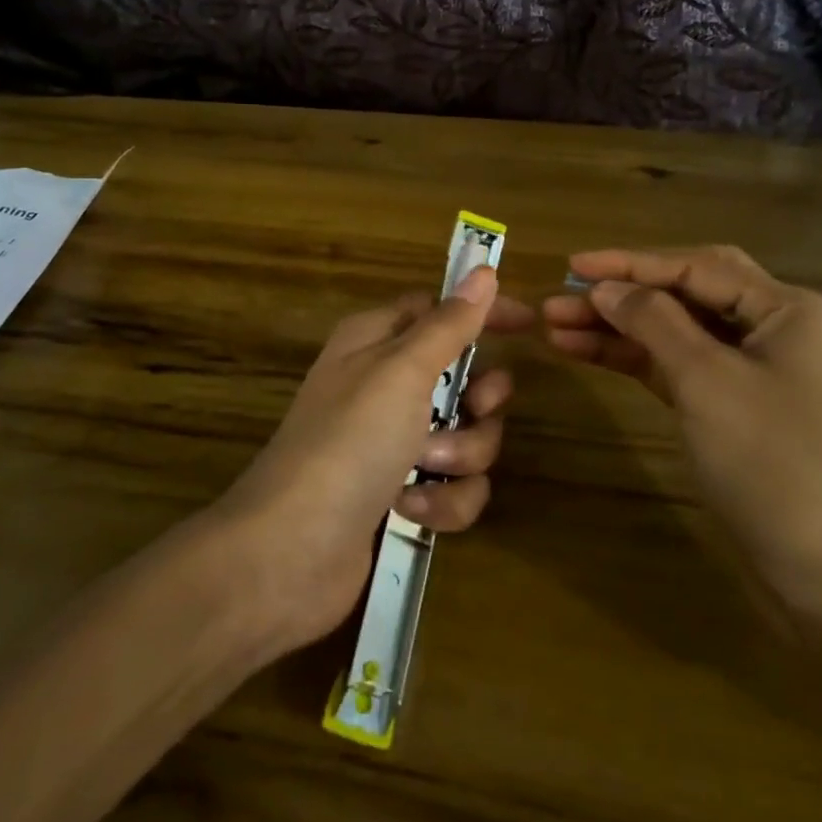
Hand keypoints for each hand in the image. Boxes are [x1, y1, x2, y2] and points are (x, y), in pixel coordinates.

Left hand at [214, 266, 532, 651]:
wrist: (293, 551)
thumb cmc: (348, 441)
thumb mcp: (401, 371)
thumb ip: (449, 324)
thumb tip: (483, 271)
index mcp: (376, 341)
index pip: (440, 310)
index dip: (482, 314)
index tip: (528, 325)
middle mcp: (385, 386)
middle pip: (464, 378)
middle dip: (479, 401)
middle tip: (471, 410)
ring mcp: (393, 444)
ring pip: (467, 436)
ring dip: (459, 456)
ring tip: (424, 469)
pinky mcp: (401, 494)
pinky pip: (453, 487)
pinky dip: (442, 501)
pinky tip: (411, 509)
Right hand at [542, 245, 821, 639]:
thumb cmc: (777, 464)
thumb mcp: (707, 381)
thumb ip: (653, 322)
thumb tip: (604, 288)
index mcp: (792, 310)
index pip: (698, 268)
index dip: (630, 263)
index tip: (572, 265)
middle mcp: (779, 330)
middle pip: (687, 294)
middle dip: (622, 293)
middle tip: (561, 296)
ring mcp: (758, 373)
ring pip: (678, 333)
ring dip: (620, 328)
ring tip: (556, 326)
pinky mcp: (738, 410)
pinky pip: (680, 369)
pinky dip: (636, 360)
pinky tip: (587, 353)